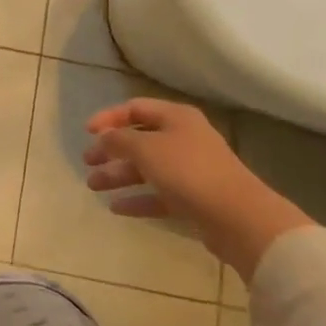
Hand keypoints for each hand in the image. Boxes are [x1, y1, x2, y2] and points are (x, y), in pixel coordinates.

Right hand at [83, 98, 312, 280]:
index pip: (135, 108)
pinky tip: (116, 208)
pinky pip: (158, 194)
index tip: (87, 132)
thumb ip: (119, 139)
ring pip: (147, 168)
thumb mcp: (145, 148)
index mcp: (176, 118)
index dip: (108, 118)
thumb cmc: (188, 171)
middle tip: (87, 162)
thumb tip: (104, 136)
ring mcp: (191, 170)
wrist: (238, 217)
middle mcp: (184, 139)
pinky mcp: (194, 199)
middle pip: (139, 140)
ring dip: (119, 175)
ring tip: (93, 186)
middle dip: (111, 151)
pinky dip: (137, 199)